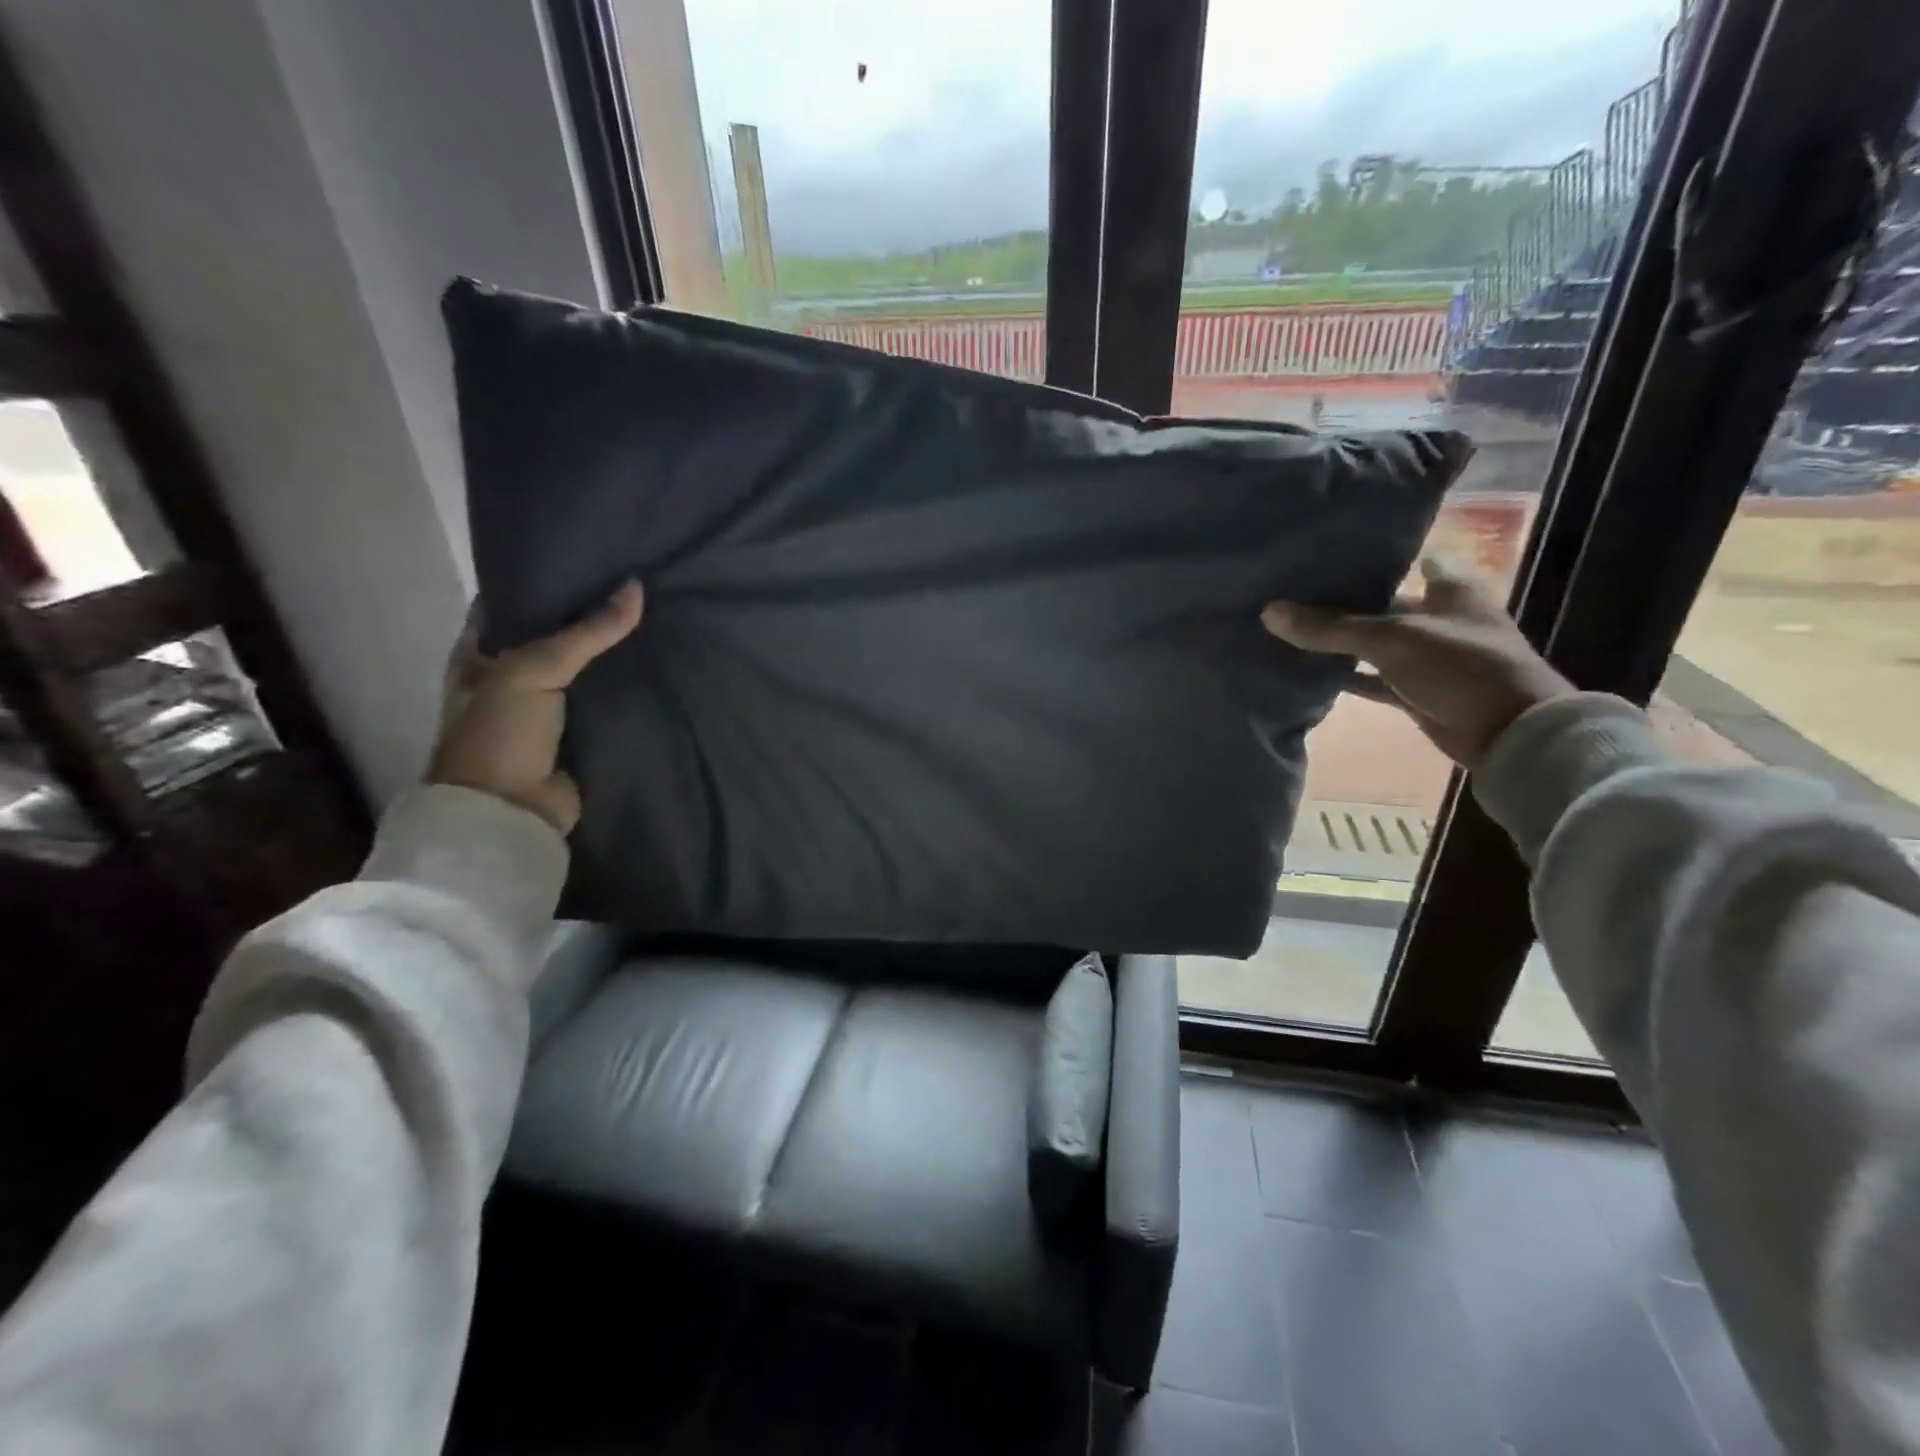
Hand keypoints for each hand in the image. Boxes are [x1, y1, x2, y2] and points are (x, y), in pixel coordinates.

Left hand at [428, 581, 643, 833]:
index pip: (510, 601)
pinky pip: (605, 699)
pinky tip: (655, 661)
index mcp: (479, 652)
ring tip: (653, 612)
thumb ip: (585, 632)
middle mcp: (510, 674)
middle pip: (552, 632)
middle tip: (632, 580)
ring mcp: (546, 706)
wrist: (510, 812)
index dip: (540, 576)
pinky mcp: (578, 732)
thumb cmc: (499, 733)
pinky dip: (625, 685)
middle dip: (586, 612)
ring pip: (583, 667)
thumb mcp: (532, 670)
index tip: (584, 553)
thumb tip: (636, 587)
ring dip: (610, 650)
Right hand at [1260, 558, 1572, 769]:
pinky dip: (1346, 677)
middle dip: (1342, 602)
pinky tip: (1309, 672)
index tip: (1327, 554)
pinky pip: (1372, 679)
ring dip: (1339, 642)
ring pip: (1373, 643)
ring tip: (1288, 629)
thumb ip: (1330, 627)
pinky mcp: (1416, 691)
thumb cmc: (1460, 666)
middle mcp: (1439, 618)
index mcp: (1449, 589)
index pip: (1407, 560)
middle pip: (1382, 603)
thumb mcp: (1391, 639)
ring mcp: (1428, 657)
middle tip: (1291, 592)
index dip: (1372, 557)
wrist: (1509, 732)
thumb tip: (1269, 611)